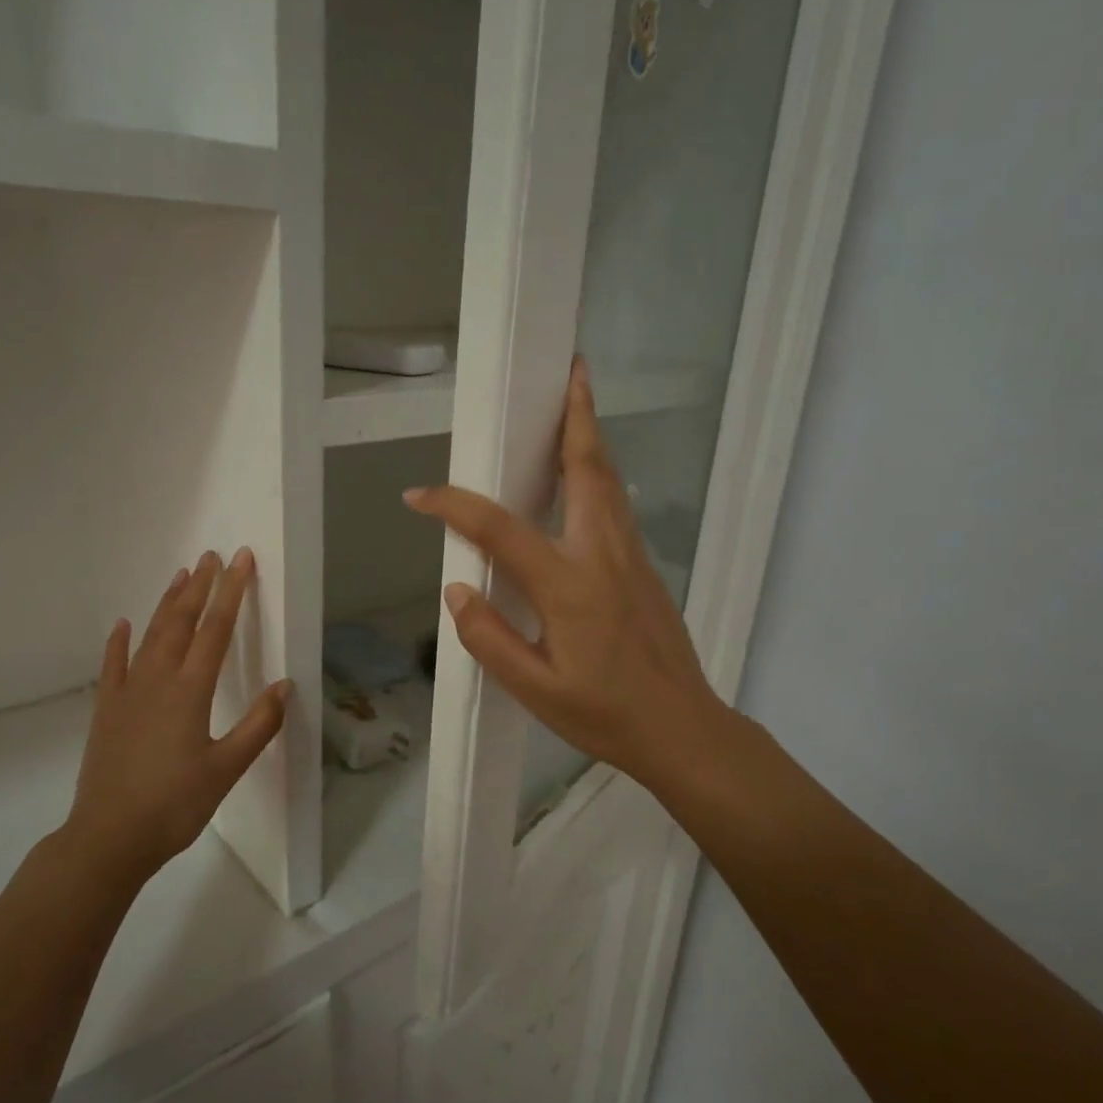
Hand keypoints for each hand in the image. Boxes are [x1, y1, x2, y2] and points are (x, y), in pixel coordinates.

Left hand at [67, 549, 290, 886]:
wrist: (109, 838)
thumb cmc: (174, 805)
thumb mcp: (226, 769)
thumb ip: (258, 725)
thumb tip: (284, 685)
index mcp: (190, 691)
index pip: (216, 630)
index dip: (232, 592)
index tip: (241, 561)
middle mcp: (157, 680)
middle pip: (181, 622)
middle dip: (199, 587)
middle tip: (211, 556)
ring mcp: (127, 693)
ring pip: (150, 636)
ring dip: (167, 604)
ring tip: (180, 576)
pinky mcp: (106, 710)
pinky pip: (114, 665)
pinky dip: (119, 642)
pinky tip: (123, 624)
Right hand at [405, 356, 726, 790]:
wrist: (684, 730)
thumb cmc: (605, 715)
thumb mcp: (535, 689)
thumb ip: (489, 638)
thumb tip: (458, 590)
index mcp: (568, 586)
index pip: (500, 529)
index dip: (454, 506)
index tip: (419, 496)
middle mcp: (603, 556)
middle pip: (588, 470)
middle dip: (576, 417)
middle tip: (568, 372)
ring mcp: (632, 558)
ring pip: (609, 482)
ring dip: (590, 437)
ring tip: (576, 404)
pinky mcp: (645, 569)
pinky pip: (618, 506)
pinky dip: (599, 473)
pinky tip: (586, 476)